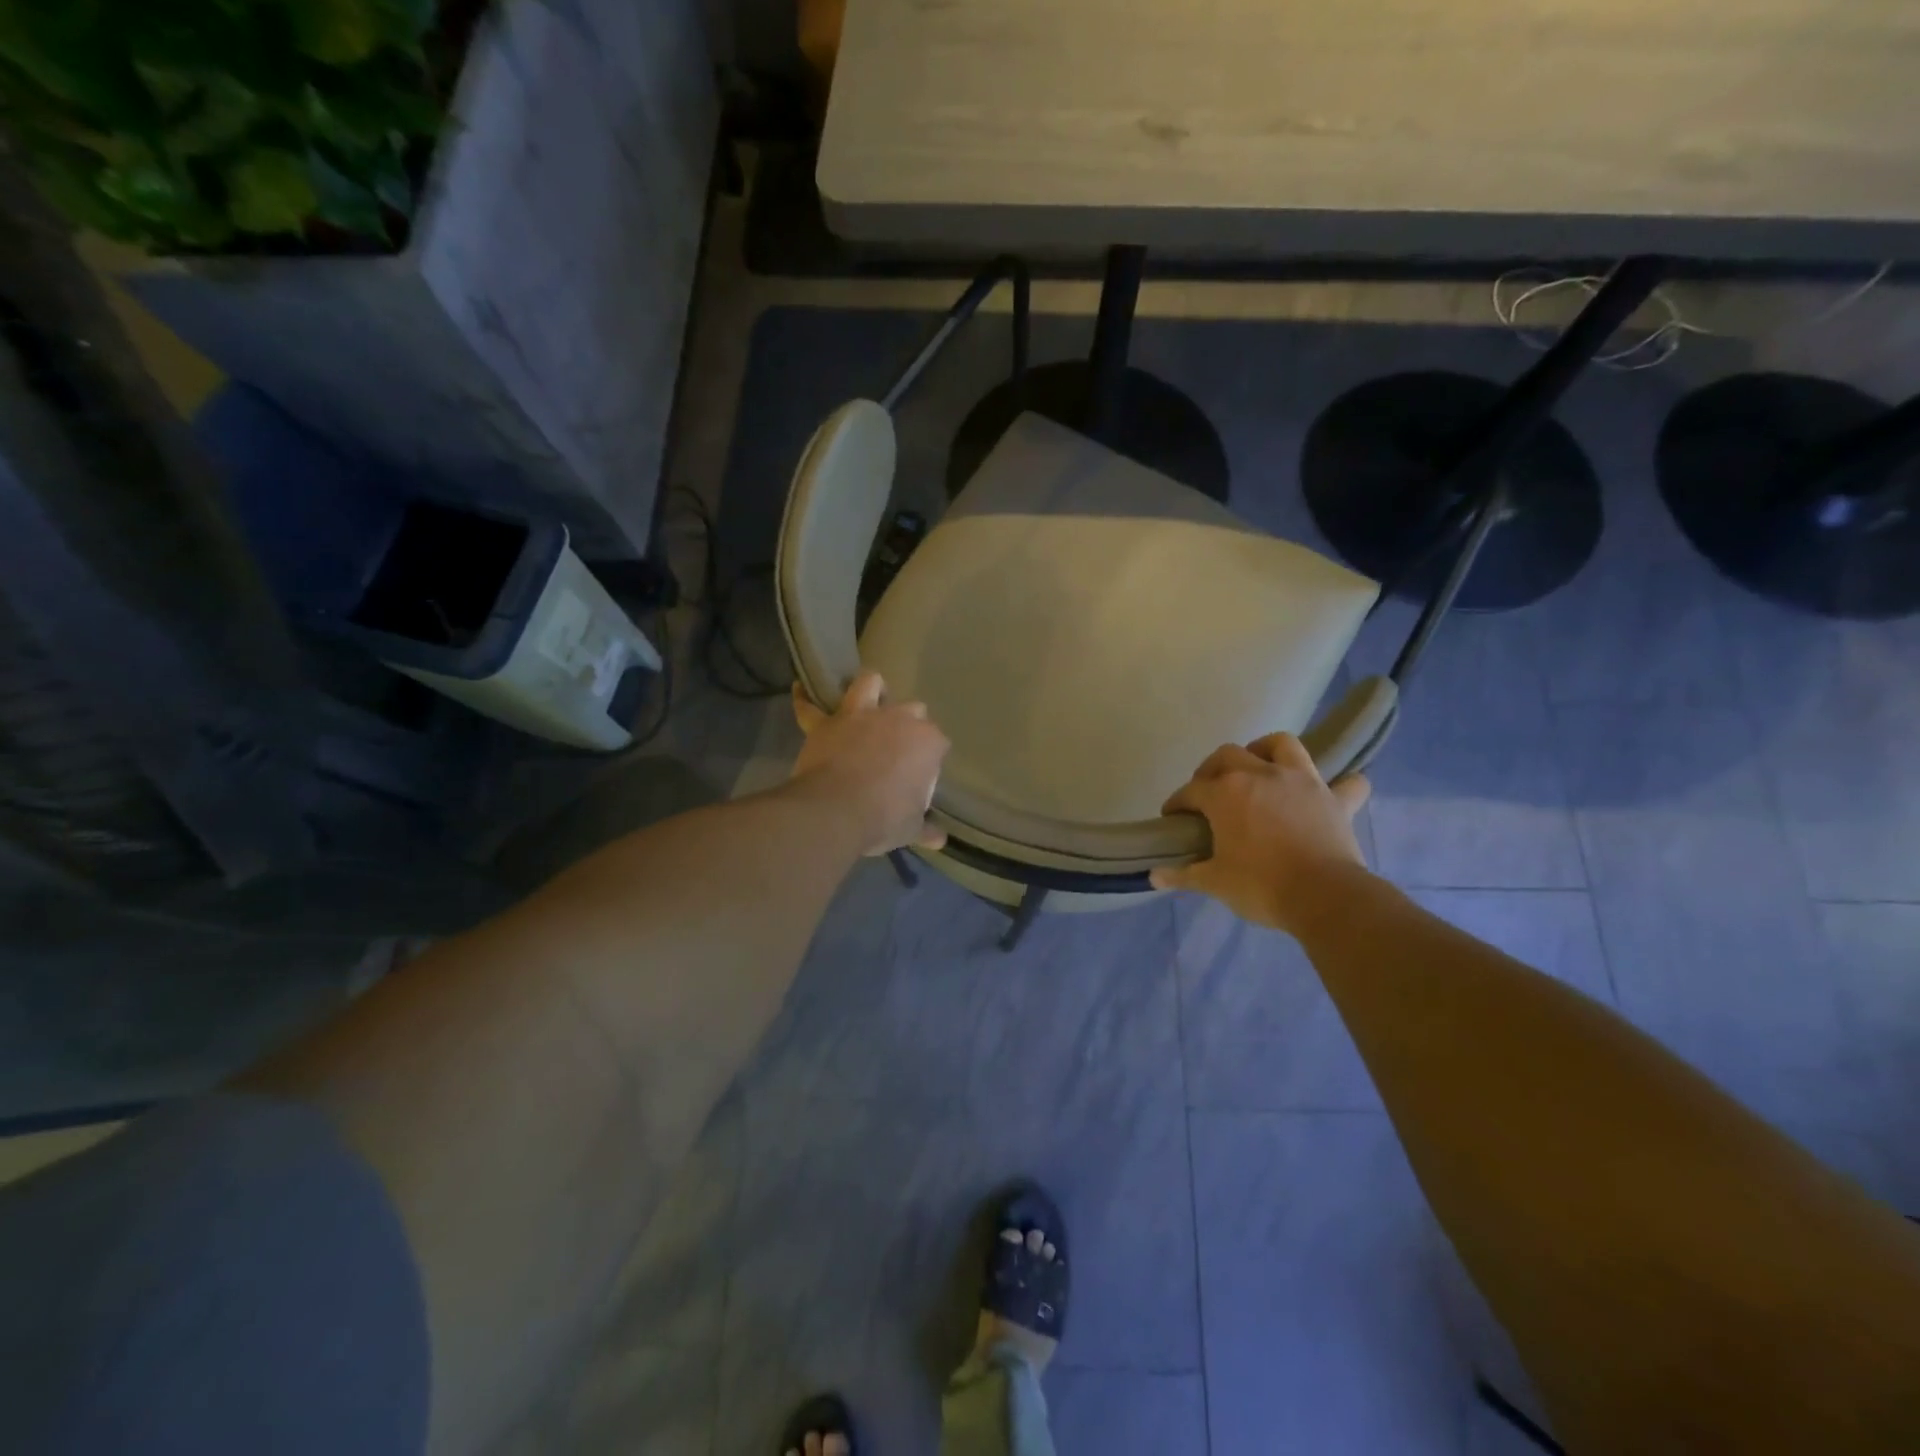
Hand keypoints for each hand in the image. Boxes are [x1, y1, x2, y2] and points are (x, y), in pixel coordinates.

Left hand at [791, 671, 950, 855]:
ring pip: (869, 684)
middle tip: (899, 747)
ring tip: (868, 699)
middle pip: (913, 710)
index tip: (922, 776)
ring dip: (870, 688)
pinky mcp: (826, 723)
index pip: (937, 743)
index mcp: (927, 742)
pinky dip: (804, 699)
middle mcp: (898, 718)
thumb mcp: (910, 829)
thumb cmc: (884, 818)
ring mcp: (861, 715)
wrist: (835, 812)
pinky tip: (799, 689)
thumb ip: (925, 829)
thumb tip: (939, 840)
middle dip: (909, 723)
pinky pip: (810, 707)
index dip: (930, 758)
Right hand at [1149, 732, 1371, 934]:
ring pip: (1281, 745)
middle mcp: (1260, 774)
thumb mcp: (1214, 882)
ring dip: (1267, 751)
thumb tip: (1154, 875)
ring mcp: (1301, 781)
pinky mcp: (1335, 798)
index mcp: (1225, 793)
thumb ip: (1183, 875)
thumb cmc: (1261, 886)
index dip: (1178, 803)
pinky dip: (1340, 785)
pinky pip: (1346, 783)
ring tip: (1260, 768)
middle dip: (1212, 769)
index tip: (1173, 817)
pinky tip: (1331, 793)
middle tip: (1209, 792)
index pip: (1191, 791)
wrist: (1324, 898)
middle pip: (1228, 755)